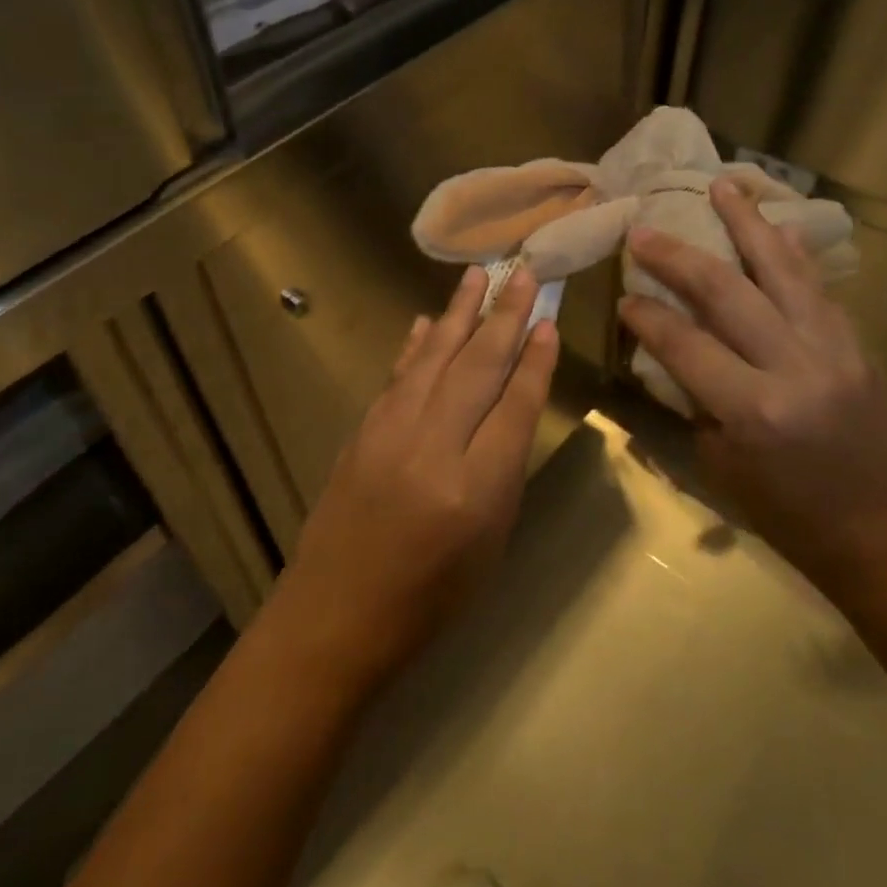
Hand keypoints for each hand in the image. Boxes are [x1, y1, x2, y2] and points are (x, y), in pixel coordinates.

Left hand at [270, 264, 558, 690]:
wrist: (337, 614)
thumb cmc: (430, 597)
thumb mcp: (489, 545)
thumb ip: (503, 473)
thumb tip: (511, 407)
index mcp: (476, 488)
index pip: (515, 405)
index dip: (535, 361)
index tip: (548, 322)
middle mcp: (433, 448)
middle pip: (477, 367)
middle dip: (504, 316)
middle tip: (523, 273)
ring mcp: (390, 433)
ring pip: (434, 358)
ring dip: (459, 313)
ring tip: (478, 275)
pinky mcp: (362, 430)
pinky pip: (398, 375)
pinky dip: (416, 345)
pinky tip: (428, 322)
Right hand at [618, 178, 886, 585]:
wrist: (873, 529)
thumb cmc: (781, 509)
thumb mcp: (718, 458)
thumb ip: (695, 394)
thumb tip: (672, 343)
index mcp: (753, 409)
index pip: (686, 342)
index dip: (647, 315)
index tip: (623, 294)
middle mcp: (795, 368)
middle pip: (728, 293)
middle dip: (679, 256)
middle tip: (644, 231)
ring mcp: (833, 350)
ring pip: (783, 271)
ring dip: (748, 224)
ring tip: (722, 187)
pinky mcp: (856, 345)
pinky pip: (818, 287)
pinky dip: (791, 253)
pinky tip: (774, 226)